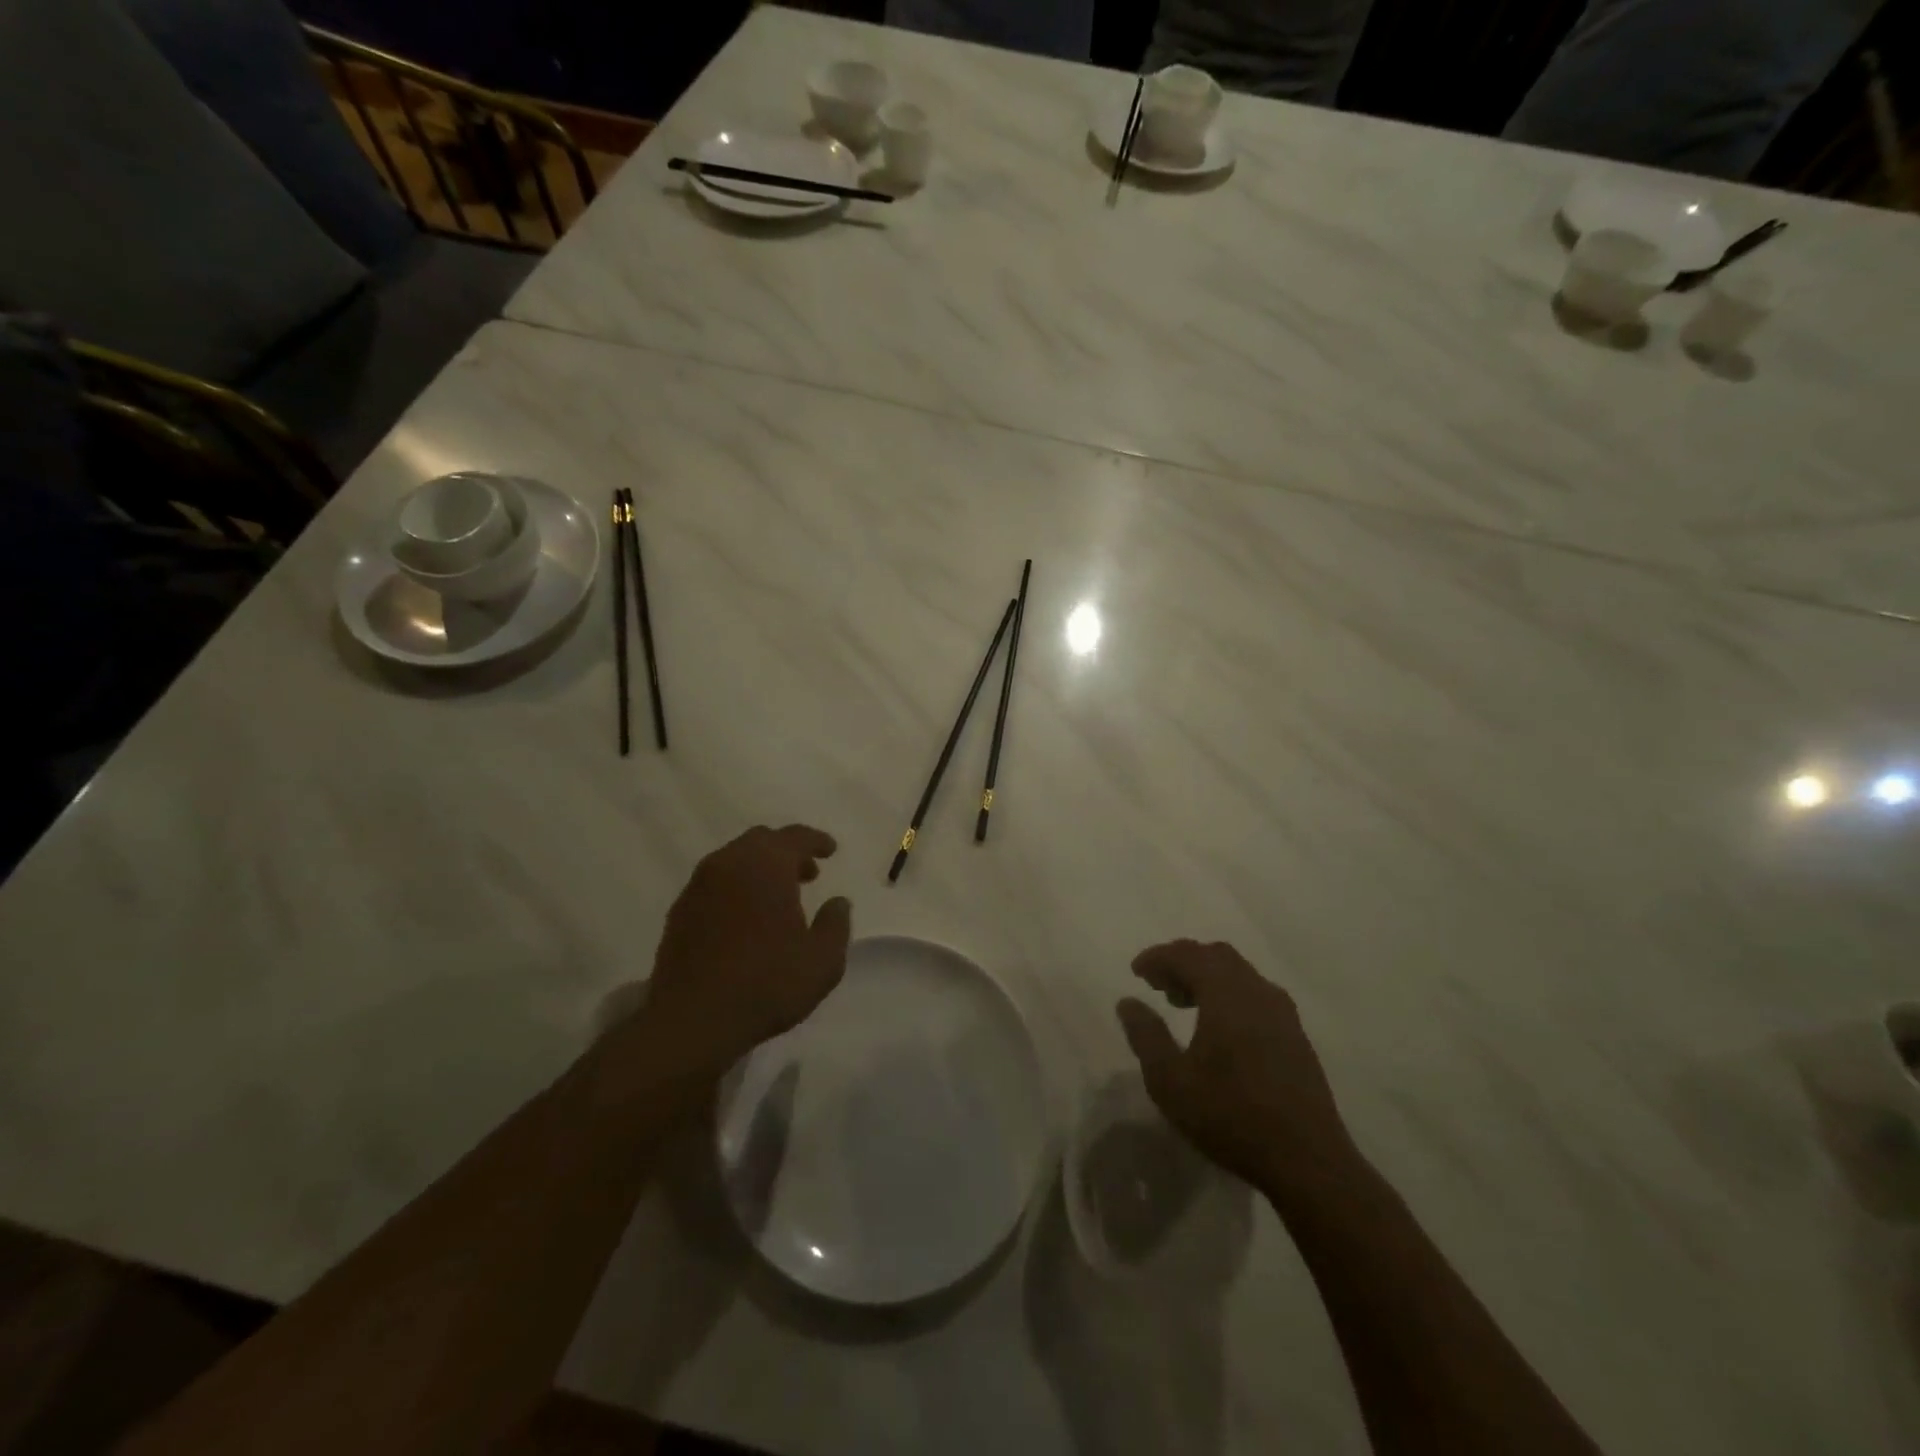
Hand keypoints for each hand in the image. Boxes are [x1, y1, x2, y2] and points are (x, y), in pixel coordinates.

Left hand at [639, 825, 851, 1074]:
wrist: (692, 1020)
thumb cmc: (766, 984)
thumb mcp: (822, 961)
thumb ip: (836, 924)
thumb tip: (838, 902)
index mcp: (766, 865)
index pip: (795, 837)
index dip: (817, 841)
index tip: (831, 851)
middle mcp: (729, 864)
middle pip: (761, 841)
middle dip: (787, 852)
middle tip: (807, 874)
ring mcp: (699, 885)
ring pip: (735, 859)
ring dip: (759, 868)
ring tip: (777, 897)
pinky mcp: (680, 910)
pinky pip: (715, 883)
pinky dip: (736, 887)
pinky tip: (746, 917)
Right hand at [1117, 941, 1356, 1198]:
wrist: (1307, 1161)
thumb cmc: (1230, 1116)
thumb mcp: (1170, 1080)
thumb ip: (1146, 1035)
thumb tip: (1128, 1002)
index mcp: (1226, 994)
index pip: (1187, 955)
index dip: (1158, 957)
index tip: (1136, 972)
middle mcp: (1257, 991)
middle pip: (1216, 956)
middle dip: (1183, 962)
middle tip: (1158, 985)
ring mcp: (1282, 1013)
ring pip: (1239, 974)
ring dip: (1207, 977)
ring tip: (1183, 1004)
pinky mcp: (1295, 1036)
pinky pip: (1255, 994)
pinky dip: (1229, 994)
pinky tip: (1219, 1028)